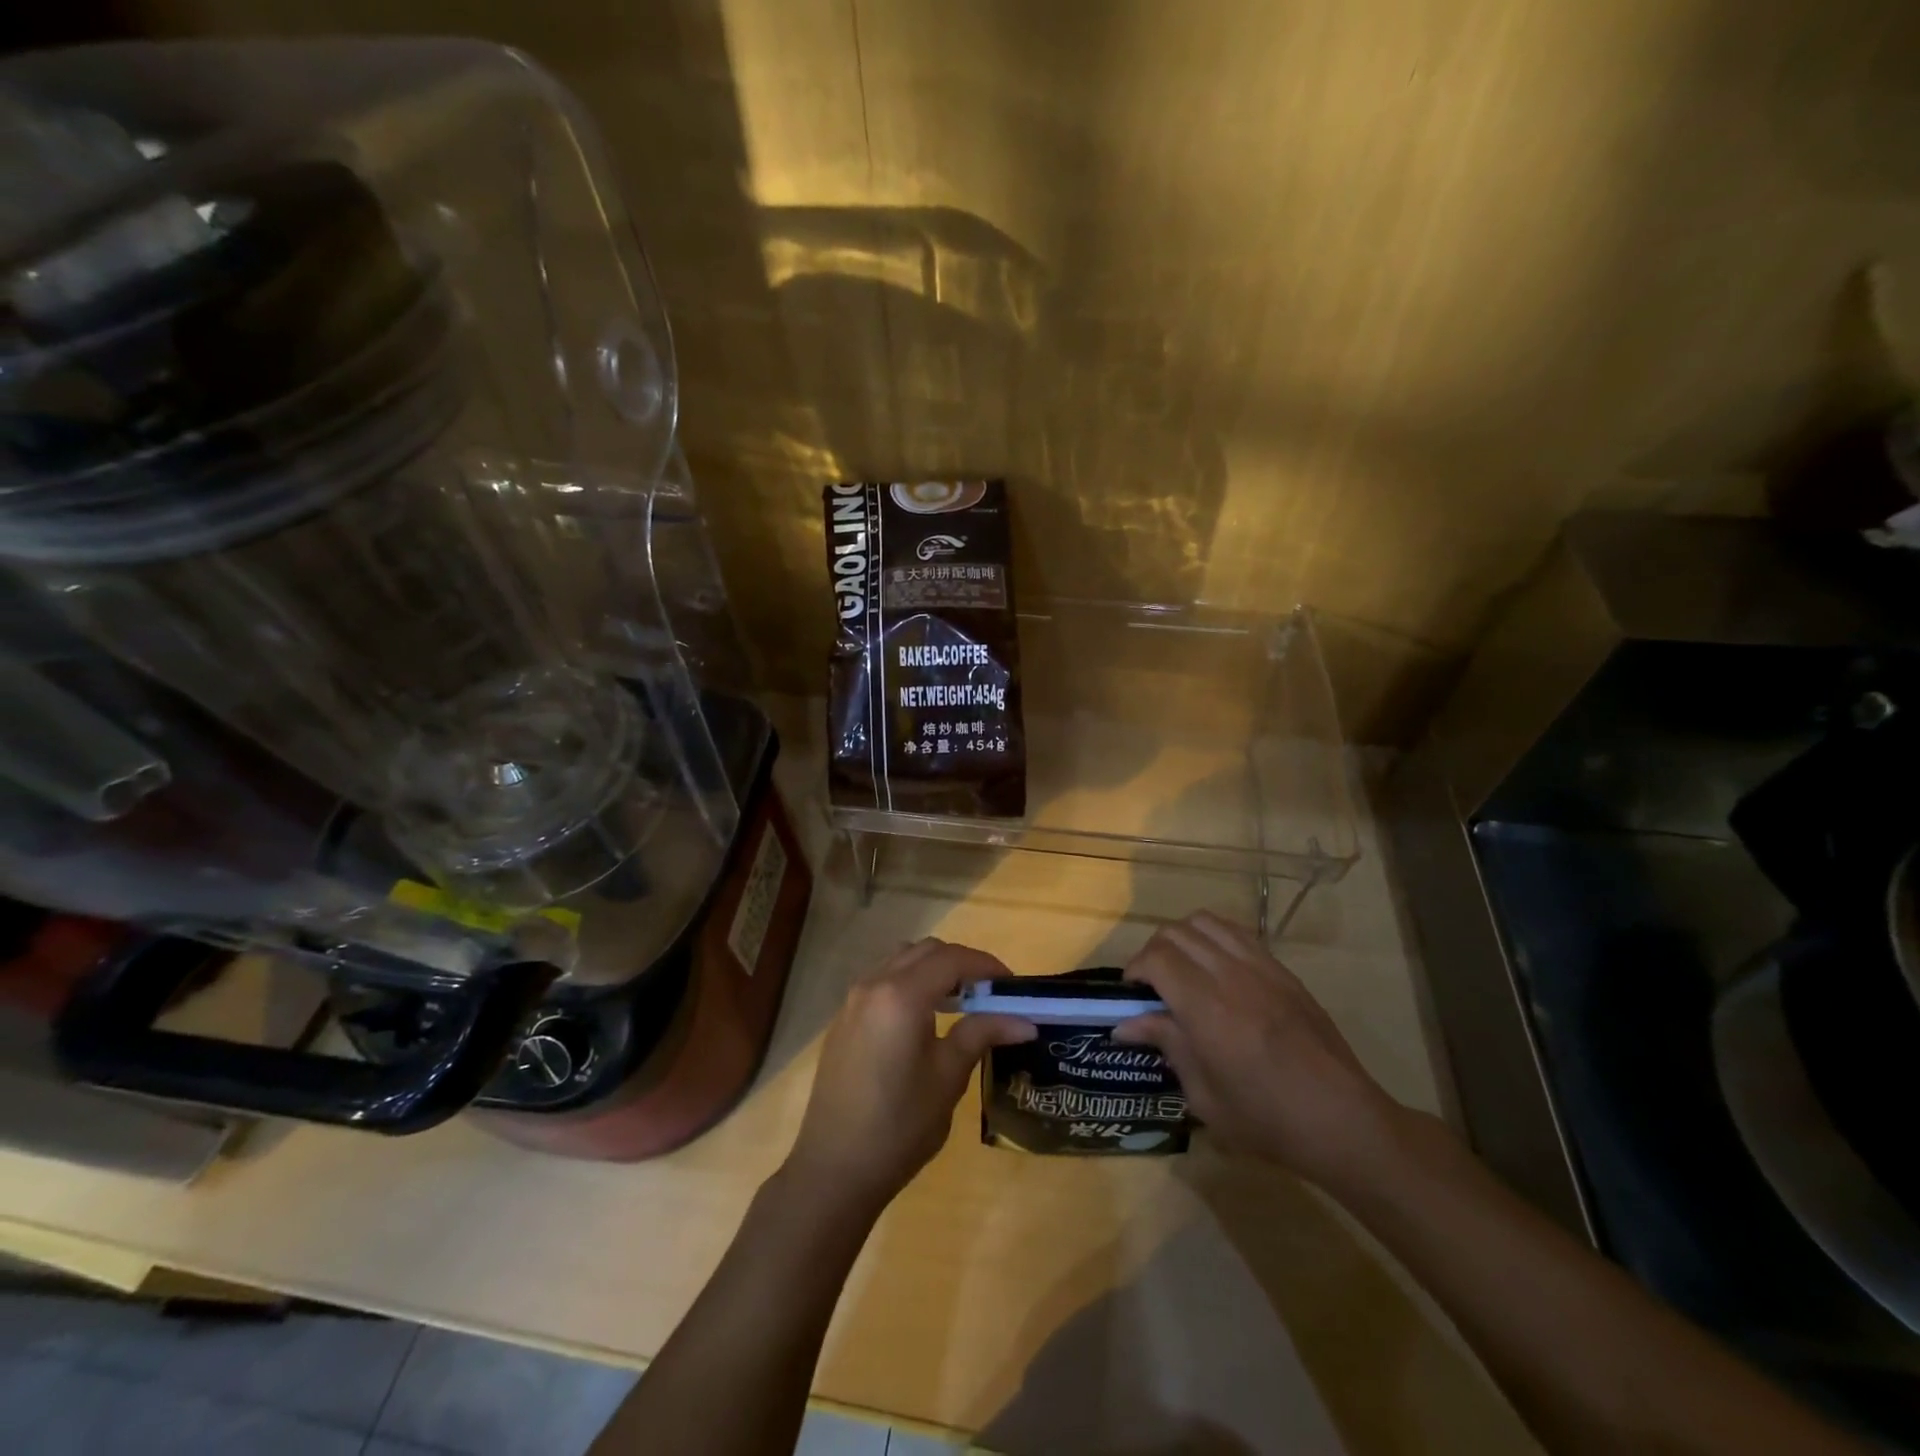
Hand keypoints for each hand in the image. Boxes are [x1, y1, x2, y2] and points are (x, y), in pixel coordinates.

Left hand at [786, 938, 1034, 1211]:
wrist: (834, 1168)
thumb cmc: (899, 1125)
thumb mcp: (948, 1078)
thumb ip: (982, 1034)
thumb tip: (1024, 1021)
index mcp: (902, 995)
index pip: (952, 959)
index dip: (986, 965)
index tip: (1013, 986)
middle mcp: (874, 984)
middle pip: (926, 951)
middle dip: (961, 963)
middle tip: (990, 993)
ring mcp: (853, 1000)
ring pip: (901, 960)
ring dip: (934, 969)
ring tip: (961, 1002)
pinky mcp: (844, 1019)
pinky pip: (883, 980)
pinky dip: (910, 983)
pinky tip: (926, 1018)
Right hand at [1113, 912, 1406, 1194]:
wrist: (1342, 1120)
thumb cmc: (1266, 1119)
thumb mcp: (1204, 1095)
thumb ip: (1167, 1046)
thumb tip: (1125, 1025)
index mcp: (1206, 1007)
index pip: (1156, 958)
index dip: (1135, 968)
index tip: (1130, 993)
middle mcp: (1230, 974)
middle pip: (1176, 933)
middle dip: (1153, 951)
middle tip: (1151, 984)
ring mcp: (1260, 967)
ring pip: (1206, 922)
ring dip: (1183, 938)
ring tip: (1181, 968)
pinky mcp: (1282, 970)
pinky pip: (1237, 933)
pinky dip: (1214, 938)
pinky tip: (1215, 968)